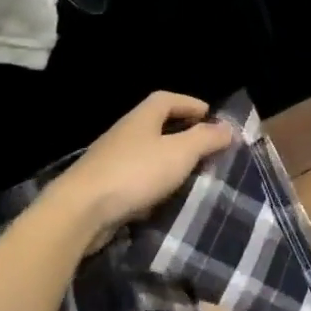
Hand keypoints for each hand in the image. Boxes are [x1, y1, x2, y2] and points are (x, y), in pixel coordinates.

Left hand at [49, 92, 233, 247]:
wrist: (82, 210)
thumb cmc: (135, 173)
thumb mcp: (179, 153)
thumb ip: (205, 139)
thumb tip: (227, 128)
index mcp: (141, 118)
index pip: (166, 99)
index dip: (188, 103)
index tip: (209, 115)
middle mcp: (124, 134)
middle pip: (155, 125)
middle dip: (181, 132)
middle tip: (205, 146)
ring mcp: (111, 161)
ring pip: (146, 153)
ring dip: (168, 160)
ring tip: (191, 173)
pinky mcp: (104, 187)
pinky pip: (136, 178)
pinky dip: (153, 183)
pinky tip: (165, 197)